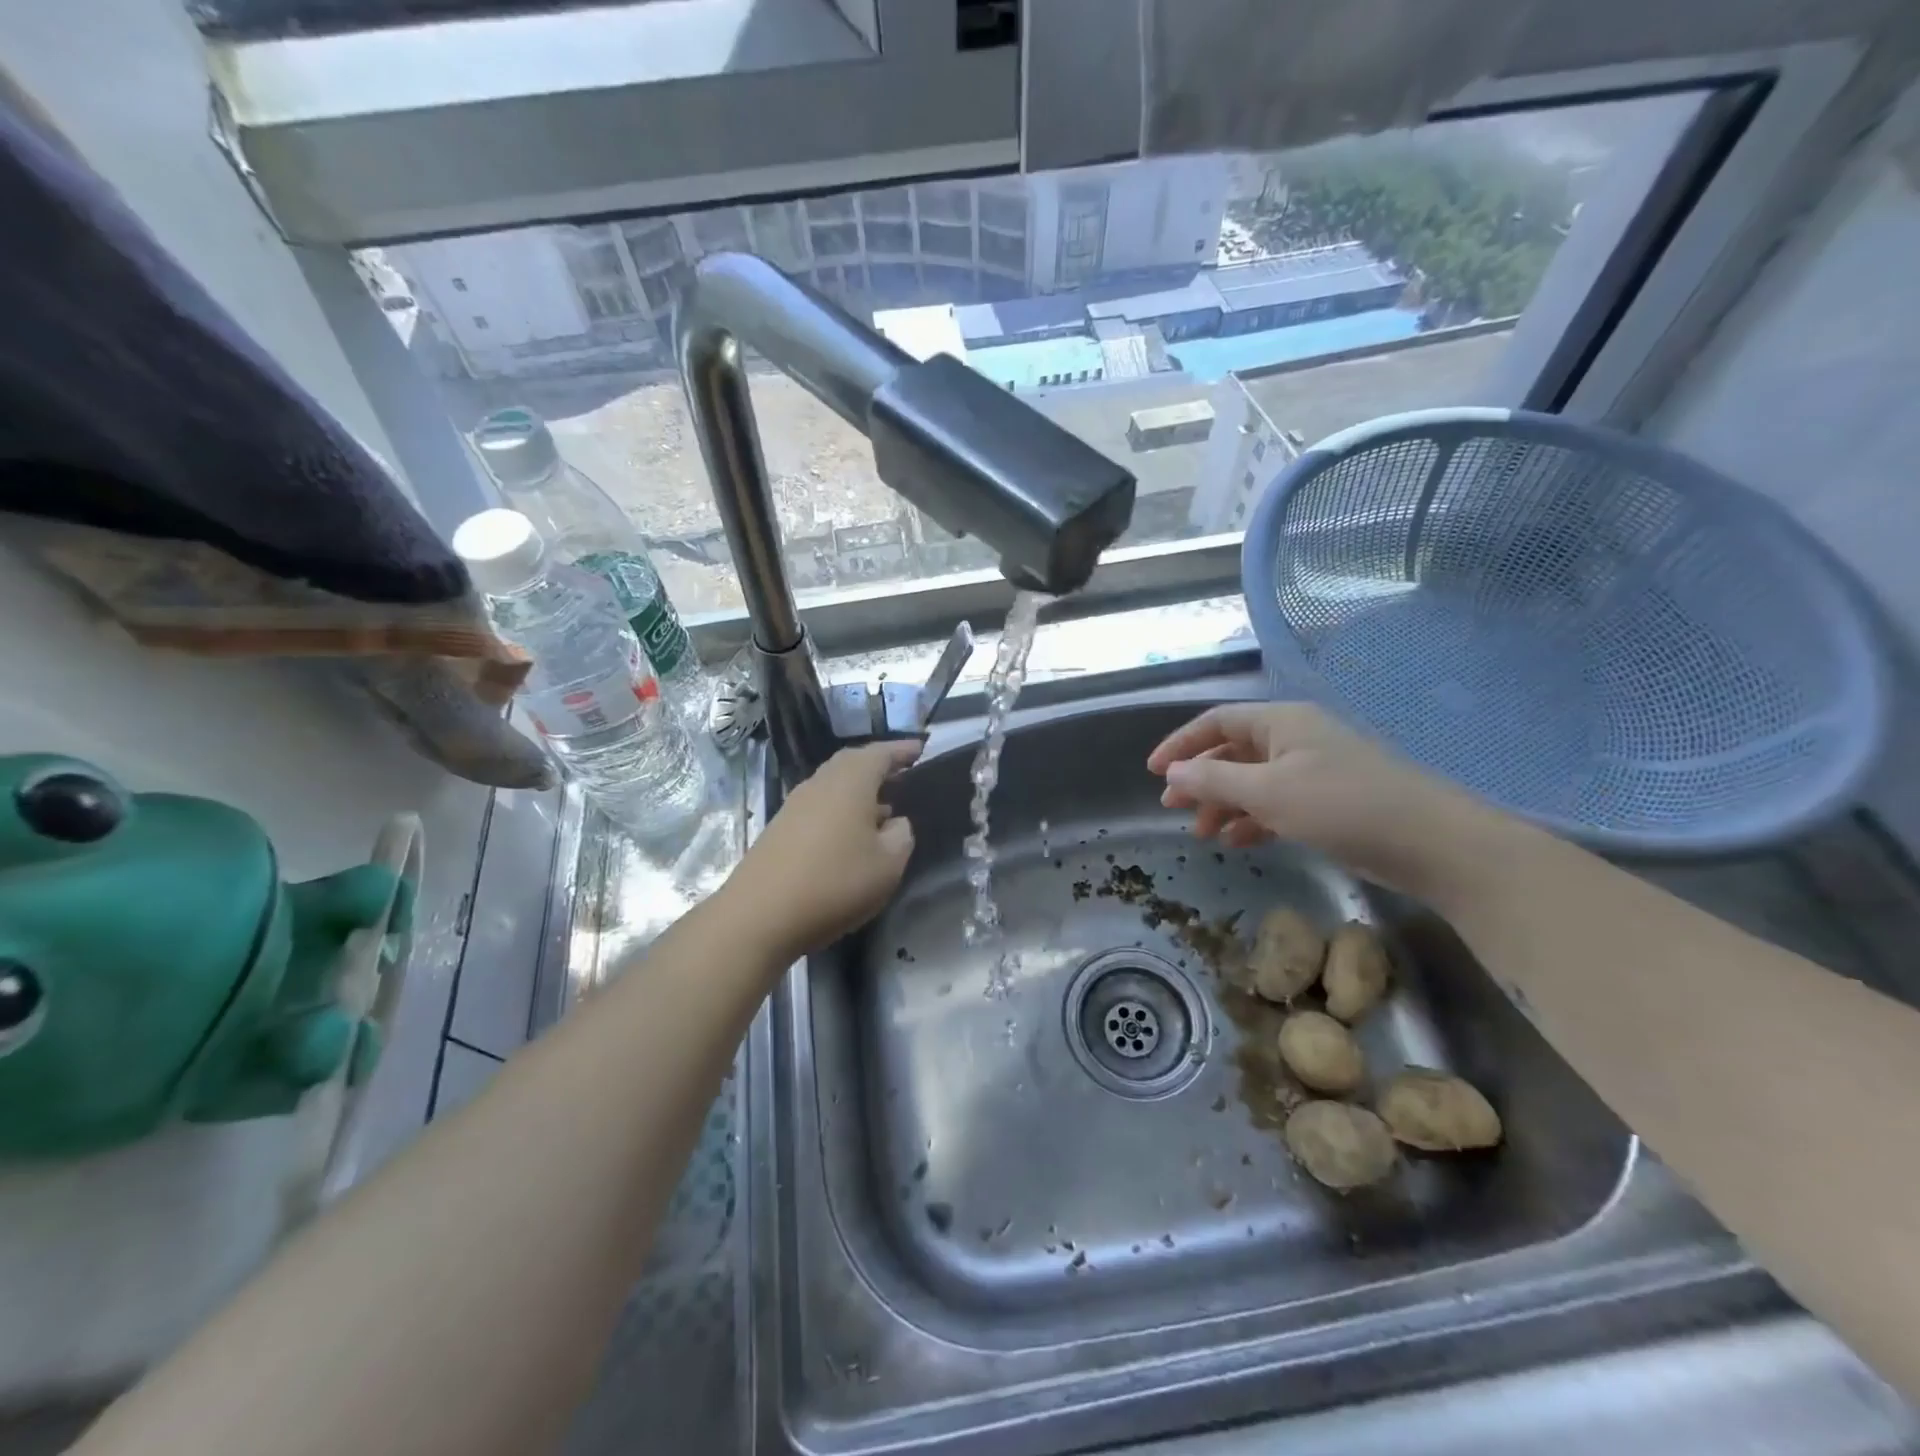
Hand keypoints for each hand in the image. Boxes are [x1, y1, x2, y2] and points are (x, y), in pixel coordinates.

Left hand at [723, 740, 920, 960]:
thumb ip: (901, 835)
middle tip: (902, 776)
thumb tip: (894, 822)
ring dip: (858, 791)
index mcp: (850, 782)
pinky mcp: (780, 829)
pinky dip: (840, 811)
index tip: (921, 750)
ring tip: (882, 809)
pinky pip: (819, 807)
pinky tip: (850, 836)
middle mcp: (820, 783)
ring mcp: (795, 806)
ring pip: (833, 785)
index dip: (902, 751)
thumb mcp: (889, 864)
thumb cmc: (835, 883)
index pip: (880, 753)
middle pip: (852, 763)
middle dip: (878, 767)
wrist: (760, 916)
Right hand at [1146, 703, 1509, 897]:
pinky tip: (1239, 841)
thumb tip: (1172, 772)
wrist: (1432, 843)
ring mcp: (1315, 770)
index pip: (1216, 722)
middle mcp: (1296, 738)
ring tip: (1203, 834)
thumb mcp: (1268, 792)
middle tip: (1173, 808)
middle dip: (1200, 779)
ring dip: (1224, 804)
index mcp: (1281, 722)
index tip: (1152, 772)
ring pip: (1254, 781)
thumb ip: (1214, 780)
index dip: (1181, 743)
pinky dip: (1254, 819)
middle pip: (1233, 751)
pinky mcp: (1330, 801)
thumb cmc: (1343, 806)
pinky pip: (1278, 802)